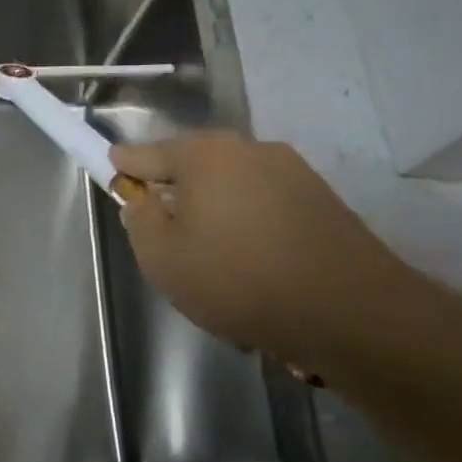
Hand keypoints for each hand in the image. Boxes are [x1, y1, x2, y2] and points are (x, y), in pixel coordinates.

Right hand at [111, 132, 414, 368]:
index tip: (112, 170)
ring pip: (234, 190)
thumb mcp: (162, 257)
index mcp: (206, 154)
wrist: (349, 312)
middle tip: (167, 236)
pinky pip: (267, 209)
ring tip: (216, 266)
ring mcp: (294, 173)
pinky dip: (252, 231)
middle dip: (177, 195)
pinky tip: (255, 273)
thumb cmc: (237, 279)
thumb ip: (140, 220)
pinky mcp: (324, 201)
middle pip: (196, 168)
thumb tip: (143, 200)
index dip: (125, 165)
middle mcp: (251, 150)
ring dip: (217, 216)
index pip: (148, 153)